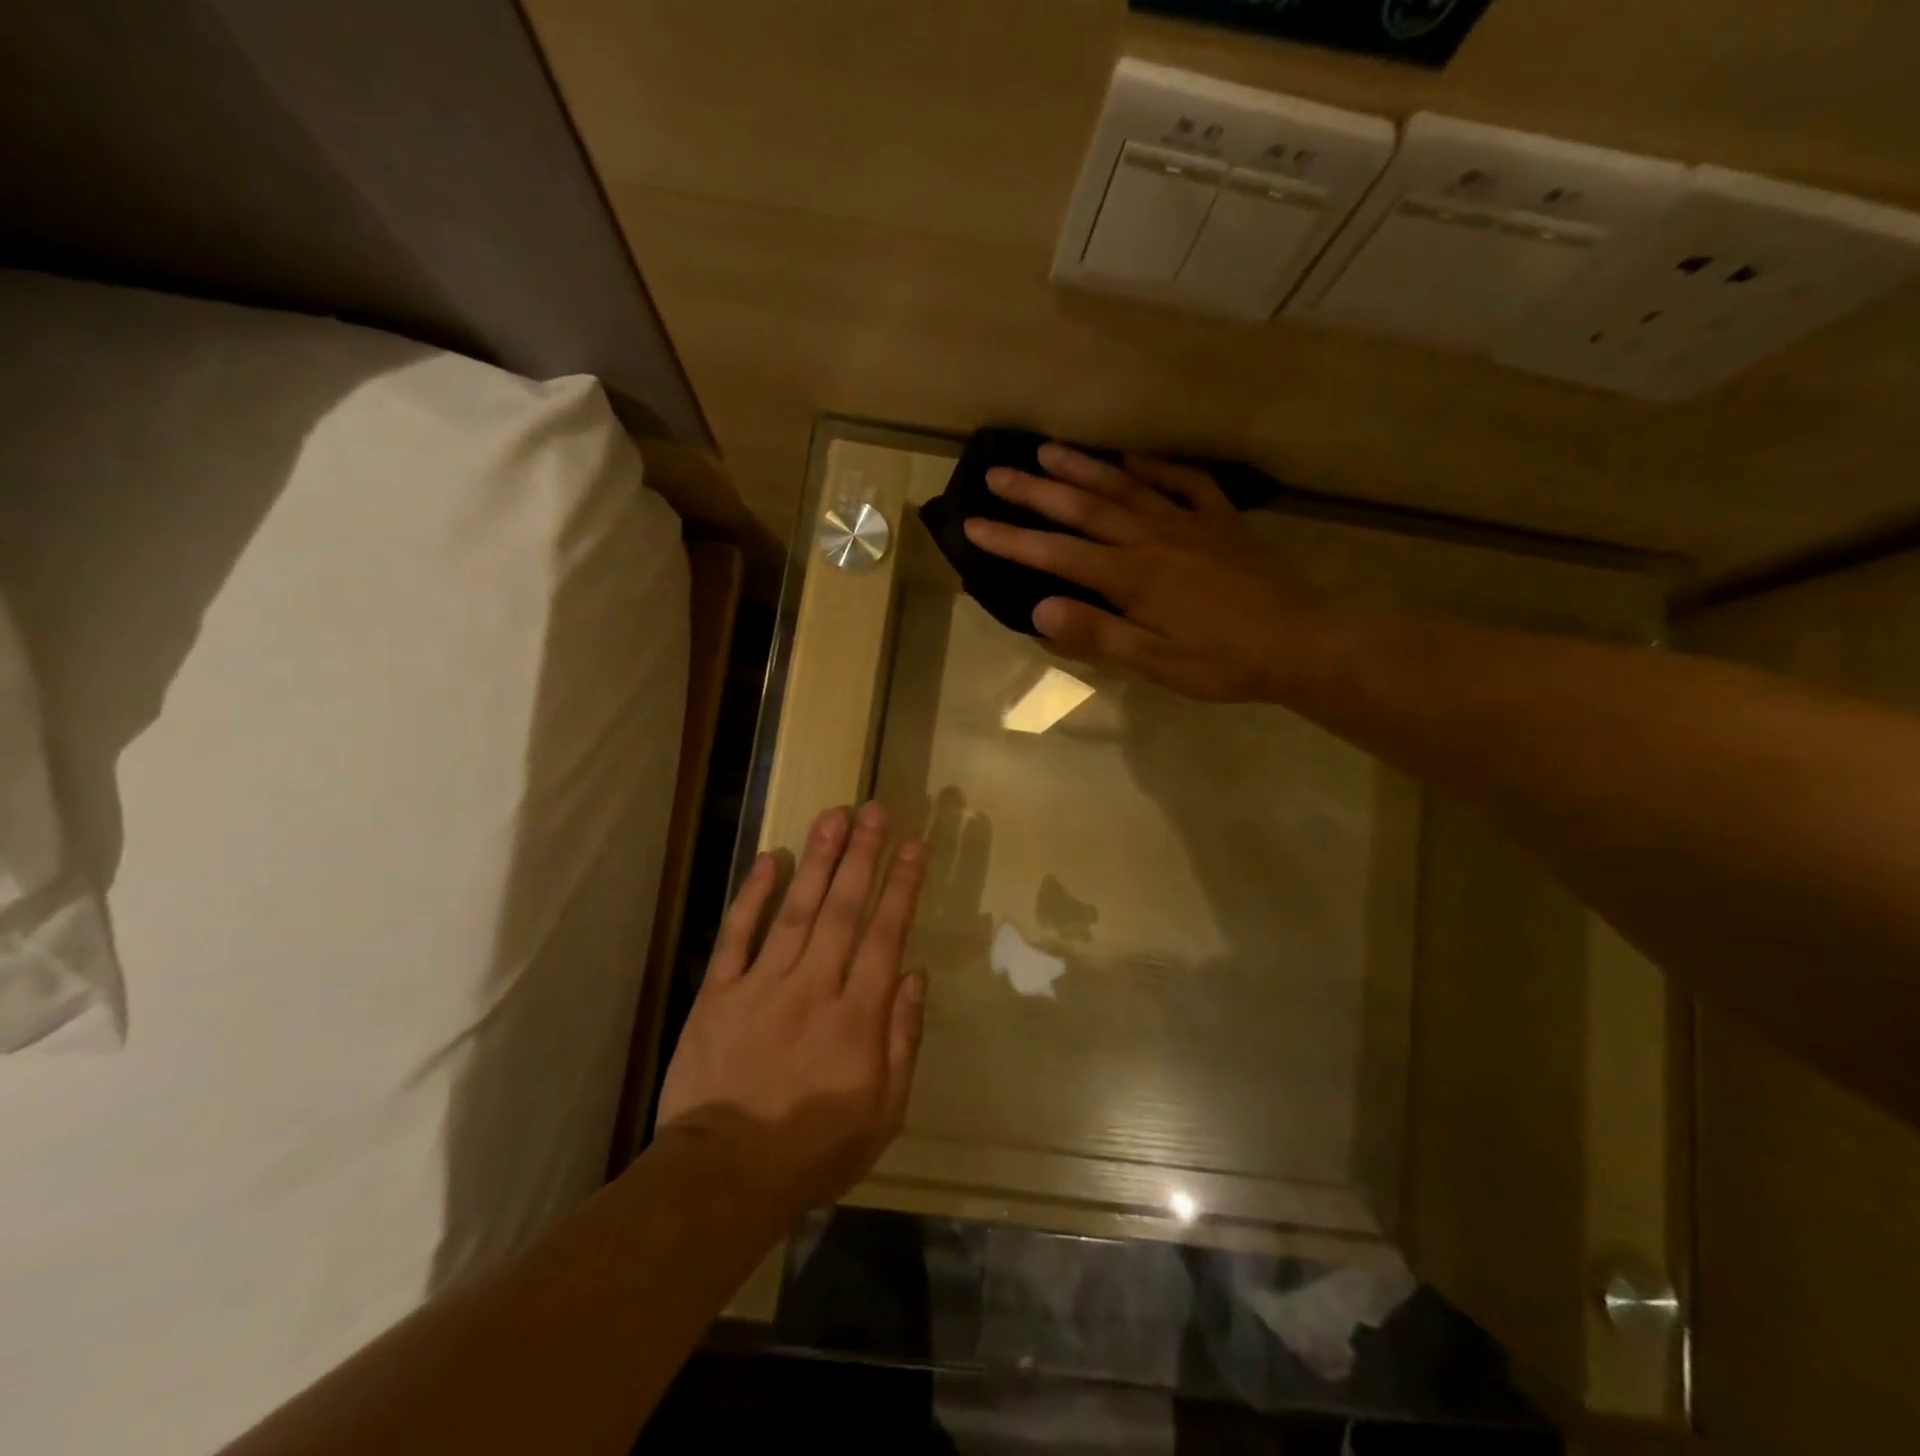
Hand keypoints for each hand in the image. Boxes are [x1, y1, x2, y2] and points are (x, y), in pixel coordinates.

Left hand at [656, 802, 926, 1218]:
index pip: (886, 934)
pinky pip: (738, 934)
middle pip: (843, 908)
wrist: (723, 1177)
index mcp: (858, 1016)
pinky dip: (753, 895)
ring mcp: (763, 985)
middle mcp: (814, 987)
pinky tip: (770, 858)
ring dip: (818, 860)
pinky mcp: (719, 992)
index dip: (902, 885)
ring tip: (834, 815)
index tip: (913, 845)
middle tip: (874, 809)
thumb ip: (903, 1040)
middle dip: (862, 855)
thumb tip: (915, 975)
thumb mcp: (883, 1113)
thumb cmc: (813, 1149)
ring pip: (797, 910)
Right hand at [963, 444, 1322, 702]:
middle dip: (1035, 491)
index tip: (973, 524)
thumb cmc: (1224, 662)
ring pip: (1127, 486)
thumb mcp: (1156, 663)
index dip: (1012, 540)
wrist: (1302, 642)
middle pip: (1084, 508)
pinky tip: (1135, 457)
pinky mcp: (1221, 521)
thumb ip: (1098, 634)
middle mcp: (1153, 537)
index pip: (1057, 554)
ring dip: (1084, 468)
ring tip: (1048, 450)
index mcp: (1132, 577)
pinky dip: (1157, 466)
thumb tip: (1039, 609)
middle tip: (997, 472)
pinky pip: (1185, 482)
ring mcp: (1189, 523)